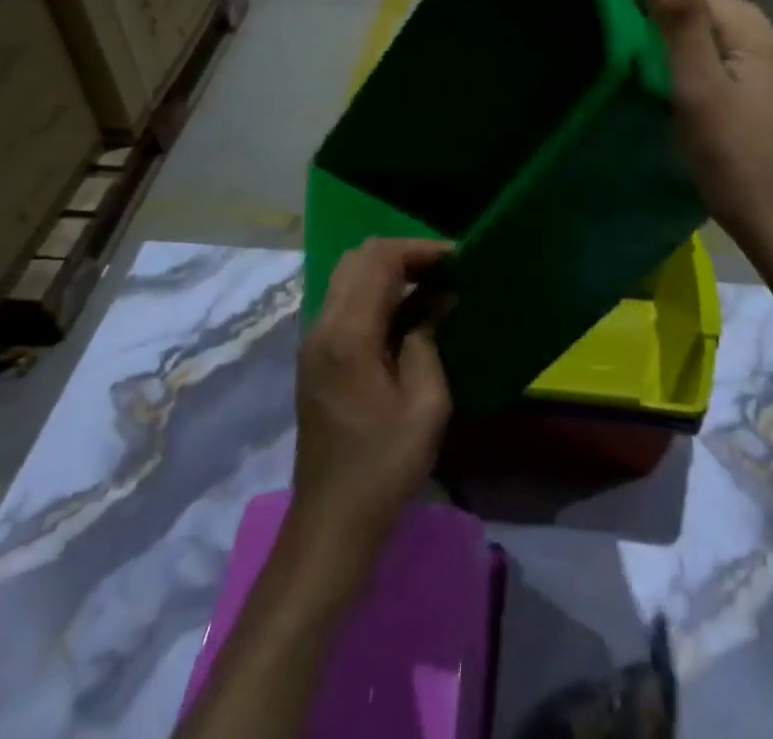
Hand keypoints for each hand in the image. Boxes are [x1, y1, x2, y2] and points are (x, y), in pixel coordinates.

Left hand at [288, 239, 452, 577]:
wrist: (331, 523)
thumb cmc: (384, 466)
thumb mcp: (425, 403)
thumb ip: (428, 338)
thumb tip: (439, 298)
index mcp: (348, 333)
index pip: (380, 259)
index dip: (421, 250)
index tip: (458, 259)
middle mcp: (323, 325)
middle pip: (359, 258)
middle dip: (405, 255)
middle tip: (446, 271)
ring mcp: (314, 341)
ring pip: (348, 276)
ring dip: (389, 271)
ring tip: (432, 287)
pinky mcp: (315, 357)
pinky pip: (344, 302)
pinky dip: (375, 292)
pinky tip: (407, 315)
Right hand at [642, 0, 772, 288]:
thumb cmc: (740, 162)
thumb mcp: (698, 86)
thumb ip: (679, 15)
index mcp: (759, 35)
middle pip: (721, 15)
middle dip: (674, 14)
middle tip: (624, 31)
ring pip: (732, 47)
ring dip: (693, 44)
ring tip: (651, 62)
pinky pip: (743, 75)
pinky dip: (712, 73)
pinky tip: (696, 97)